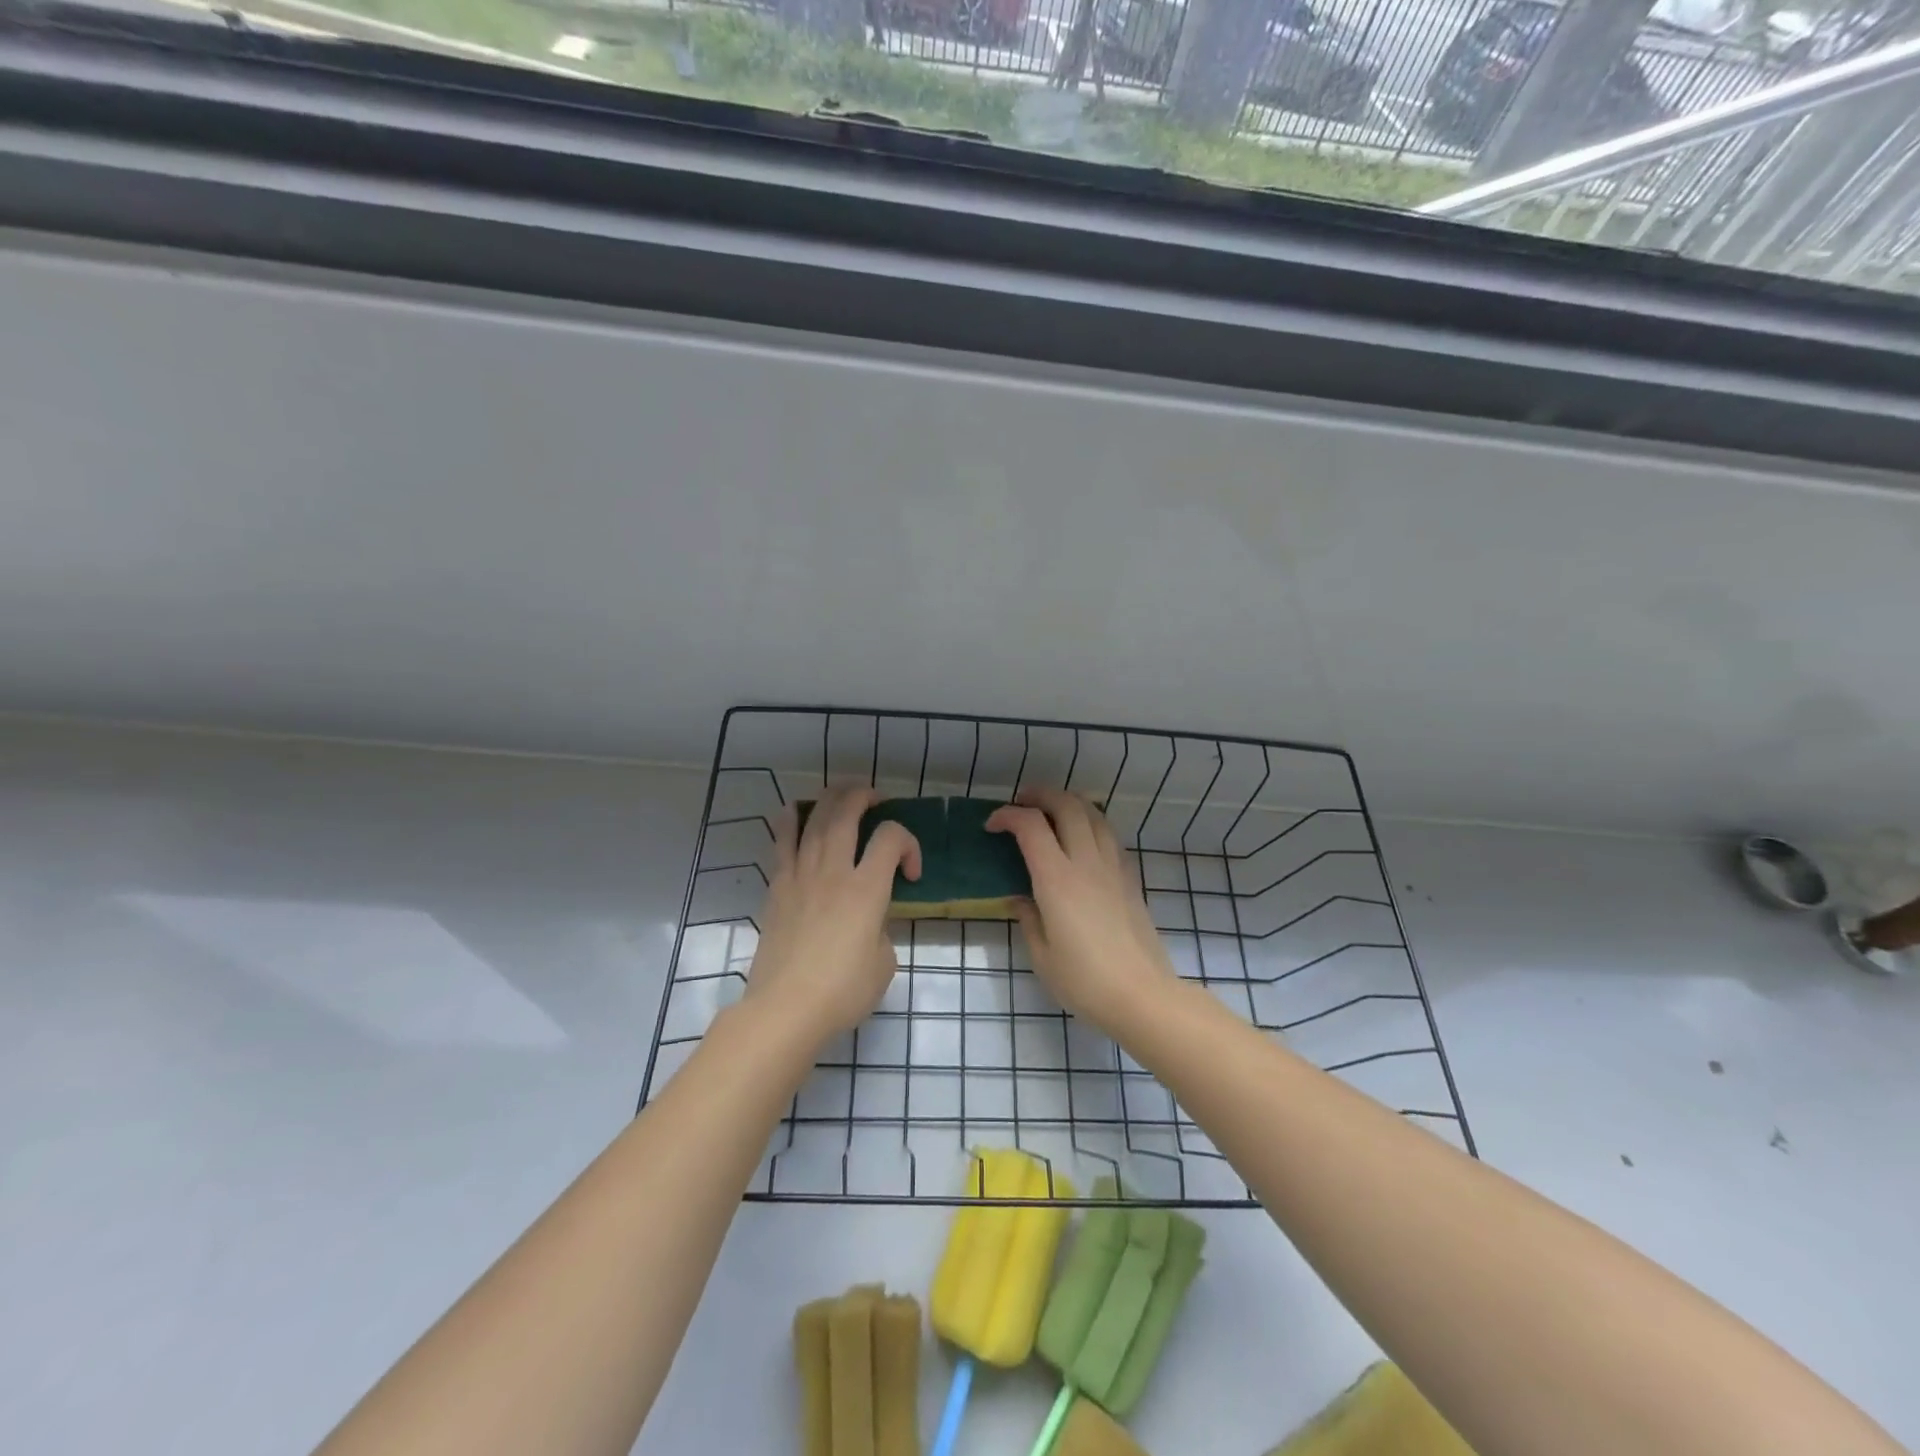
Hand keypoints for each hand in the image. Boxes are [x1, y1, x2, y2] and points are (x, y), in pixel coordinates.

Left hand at [745, 787, 922, 1045]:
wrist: (785, 1009)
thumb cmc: (843, 991)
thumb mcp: (884, 962)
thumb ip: (882, 929)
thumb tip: (870, 921)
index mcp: (867, 888)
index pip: (892, 838)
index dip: (910, 844)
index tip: (912, 875)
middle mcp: (833, 870)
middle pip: (847, 811)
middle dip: (864, 795)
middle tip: (876, 800)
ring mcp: (801, 875)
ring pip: (814, 818)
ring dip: (831, 798)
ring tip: (843, 795)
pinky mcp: (778, 887)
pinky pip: (783, 841)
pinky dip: (790, 819)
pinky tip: (795, 810)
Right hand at [987, 788, 1176, 1033]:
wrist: (1142, 996)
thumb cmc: (1084, 982)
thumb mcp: (1041, 956)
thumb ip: (1027, 919)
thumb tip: (1020, 899)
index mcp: (1057, 880)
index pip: (1030, 826)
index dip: (1007, 816)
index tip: (991, 826)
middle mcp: (1086, 863)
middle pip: (1067, 806)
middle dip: (1040, 795)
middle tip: (1021, 802)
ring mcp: (1113, 868)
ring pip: (1094, 814)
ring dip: (1069, 803)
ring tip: (1051, 812)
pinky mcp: (1130, 879)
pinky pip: (1109, 835)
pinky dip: (1090, 823)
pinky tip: (1082, 839)